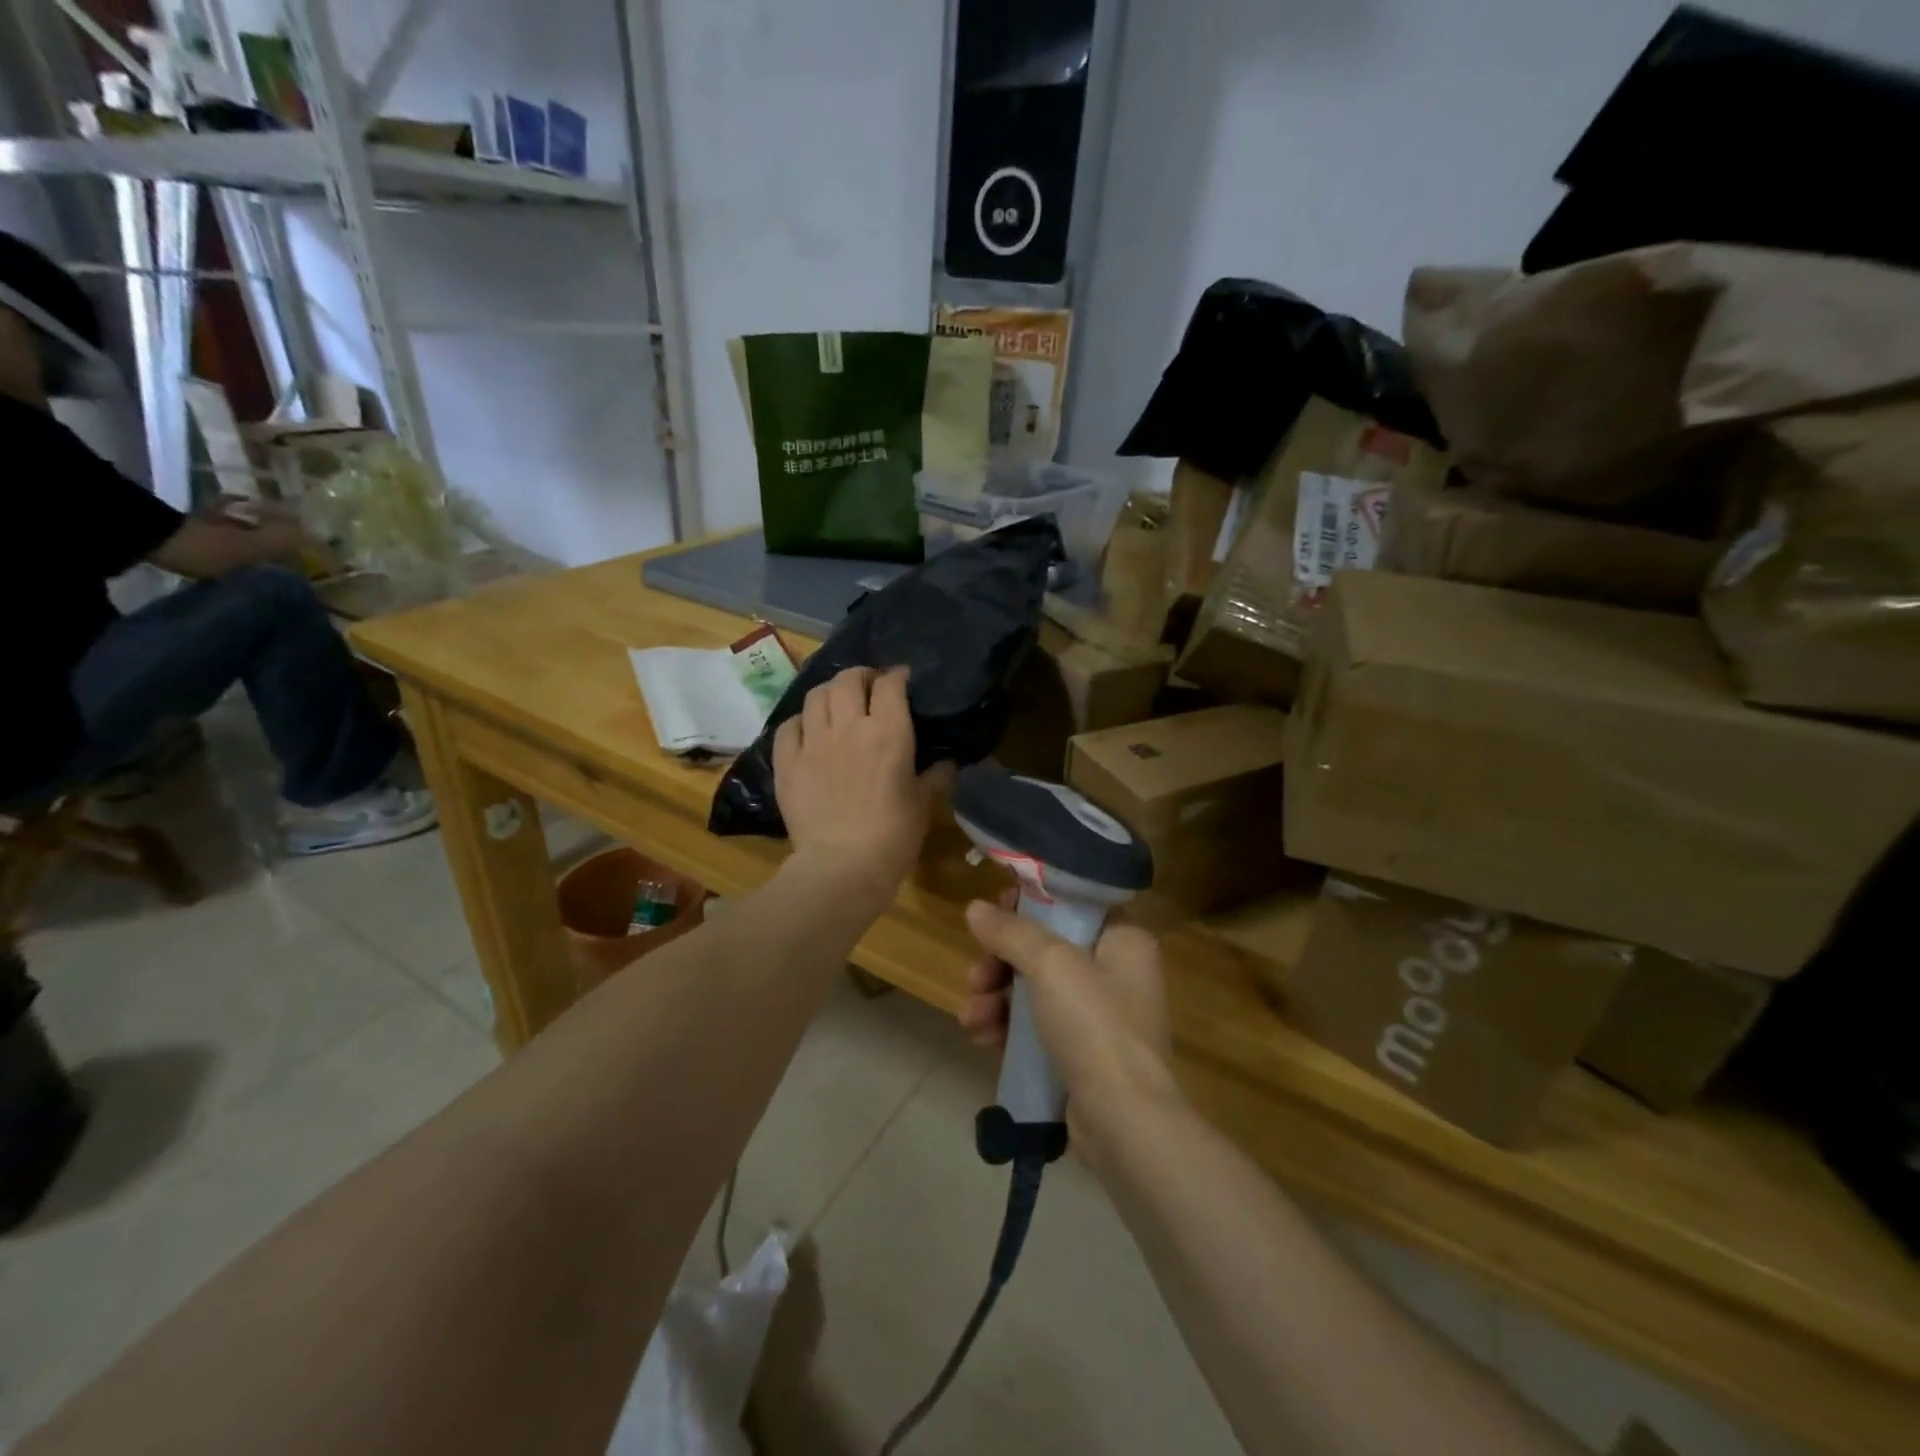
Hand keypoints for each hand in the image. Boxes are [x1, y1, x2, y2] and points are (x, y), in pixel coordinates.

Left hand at [773, 666, 952, 907]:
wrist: (842, 868)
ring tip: (836, 703)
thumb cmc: (893, 836)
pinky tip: (808, 731)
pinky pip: (788, 726)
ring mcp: (813, 742)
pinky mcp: (787, 763)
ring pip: (815, 696)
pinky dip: (800, 722)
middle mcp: (848, 727)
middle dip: (860, 676)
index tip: (901, 681)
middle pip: (848, 679)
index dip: (897, 676)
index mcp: (888, 732)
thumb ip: (937, 777)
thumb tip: (948, 762)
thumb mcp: (924, 805)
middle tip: (868, 687)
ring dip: (829, 692)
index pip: (890, 684)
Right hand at [959, 895, 1178, 1160]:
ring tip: (971, 1017)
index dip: (1029, 905)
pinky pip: (1036, 1027)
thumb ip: (1010, 932)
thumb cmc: (1094, 1024)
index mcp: (1123, 940)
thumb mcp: (1049, 965)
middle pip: (1044, 949)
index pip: (1071, 905)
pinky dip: (1008, 1028)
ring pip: (1034, 989)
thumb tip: (975, 908)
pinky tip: (982, 1038)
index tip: (994, 914)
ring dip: (996, 998)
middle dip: (1000, 962)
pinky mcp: (1081, 1053)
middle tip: (976, 976)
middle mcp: (1115, 972)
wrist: (1123, 1122)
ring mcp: (1099, 1016)